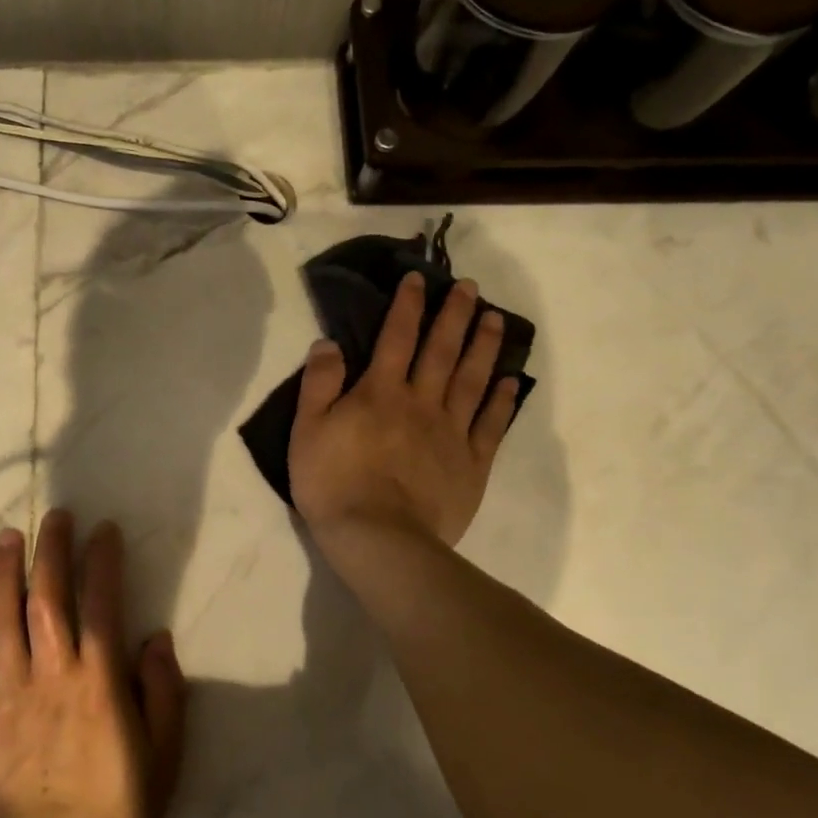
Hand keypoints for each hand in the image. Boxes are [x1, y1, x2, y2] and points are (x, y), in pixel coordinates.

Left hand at [0, 510, 186, 817]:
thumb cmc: (113, 809)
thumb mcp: (164, 759)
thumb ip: (165, 695)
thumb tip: (155, 638)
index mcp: (98, 684)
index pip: (101, 604)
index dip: (103, 562)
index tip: (104, 530)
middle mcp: (50, 676)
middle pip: (47, 598)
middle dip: (52, 551)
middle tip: (55, 516)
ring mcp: (5, 696)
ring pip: (1, 620)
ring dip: (4, 573)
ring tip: (8, 536)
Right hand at [289, 272, 520, 547]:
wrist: (378, 538)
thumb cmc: (334, 484)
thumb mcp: (307, 430)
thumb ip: (319, 383)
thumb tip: (329, 342)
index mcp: (381, 392)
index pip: (396, 337)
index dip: (408, 305)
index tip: (419, 279)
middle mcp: (422, 402)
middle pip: (442, 350)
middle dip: (455, 315)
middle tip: (471, 287)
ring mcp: (451, 432)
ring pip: (473, 379)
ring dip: (485, 346)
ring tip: (496, 319)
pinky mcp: (472, 464)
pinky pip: (491, 425)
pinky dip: (502, 400)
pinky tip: (510, 381)